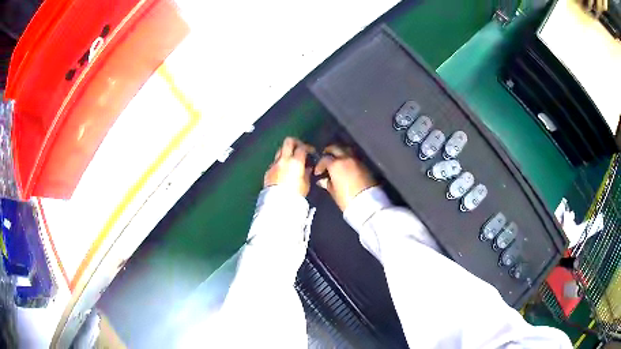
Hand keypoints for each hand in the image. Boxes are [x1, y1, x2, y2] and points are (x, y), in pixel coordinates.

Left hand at [264, 137, 313, 195]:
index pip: (302, 147)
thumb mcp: (305, 184)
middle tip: (300, 148)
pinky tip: (284, 170)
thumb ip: (307, 173)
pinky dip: (280, 162)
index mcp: (295, 162)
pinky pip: (275, 162)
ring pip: (280, 150)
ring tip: (291, 160)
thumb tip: (308, 168)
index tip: (311, 152)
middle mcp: (283, 159)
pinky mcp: (268, 171)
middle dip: (296, 142)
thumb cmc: (295, 194)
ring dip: (286, 152)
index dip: (308, 147)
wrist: (277, 203)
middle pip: (288, 141)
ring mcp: (274, 164)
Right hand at [314, 145, 376, 210]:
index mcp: (336, 165)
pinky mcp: (365, 165)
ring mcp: (357, 160)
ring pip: (346, 150)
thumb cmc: (347, 198)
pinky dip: (348, 158)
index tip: (318, 172)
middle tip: (325, 157)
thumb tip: (323, 180)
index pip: (325, 159)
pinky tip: (346, 165)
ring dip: (340, 152)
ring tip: (337, 159)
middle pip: (336, 148)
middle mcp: (346, 158)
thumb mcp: (334, 192)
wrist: (368, 202)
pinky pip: (354, 157)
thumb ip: (328, 184)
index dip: (320, 164)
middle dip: (329, 151)